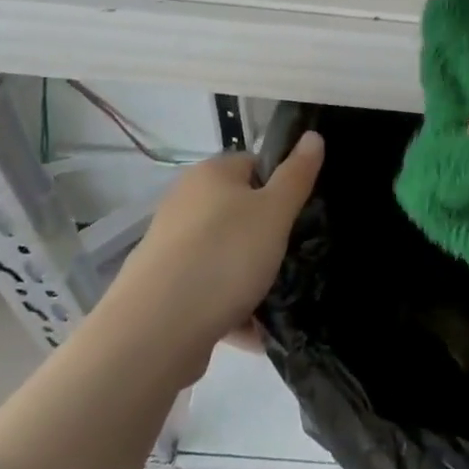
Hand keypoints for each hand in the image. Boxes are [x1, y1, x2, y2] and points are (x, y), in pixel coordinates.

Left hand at [104, 133, 323, 371]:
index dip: (282, 185)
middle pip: (240, 212)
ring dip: (252, 277)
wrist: (155, 331)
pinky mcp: (164, 288)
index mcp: (210, 175)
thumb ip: (297, 175)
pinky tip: (253, 332)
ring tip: (278, 300)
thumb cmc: (224, 256)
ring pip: (226, 255)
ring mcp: (171, 247)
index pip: (255, 165)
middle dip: (268, 237)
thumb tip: (313, 135)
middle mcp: (185, 203)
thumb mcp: (275, 212)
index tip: (301, 215)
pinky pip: (209, 290)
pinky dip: (231, 307)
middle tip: (294, 257)